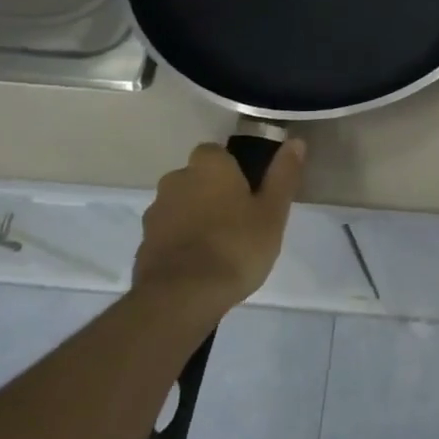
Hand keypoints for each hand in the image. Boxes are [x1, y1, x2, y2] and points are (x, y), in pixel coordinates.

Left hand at [135, 139, 307, 315]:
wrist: (181, 297)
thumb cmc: (236, 246)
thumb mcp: (273, 211)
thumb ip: (283, 174)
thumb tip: (295, 142)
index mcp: (209, 166)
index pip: (216, 153)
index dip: (231, 169)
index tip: (248, 191)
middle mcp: (176, 180)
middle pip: (196, 178)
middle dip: (211, 192)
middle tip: (237, 220)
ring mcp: (155, 213)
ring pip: (180, 206)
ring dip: (194, 217)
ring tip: (218, 247)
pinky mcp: (143, 244)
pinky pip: (168, 234)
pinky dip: (180, 242)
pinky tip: (198, 265)